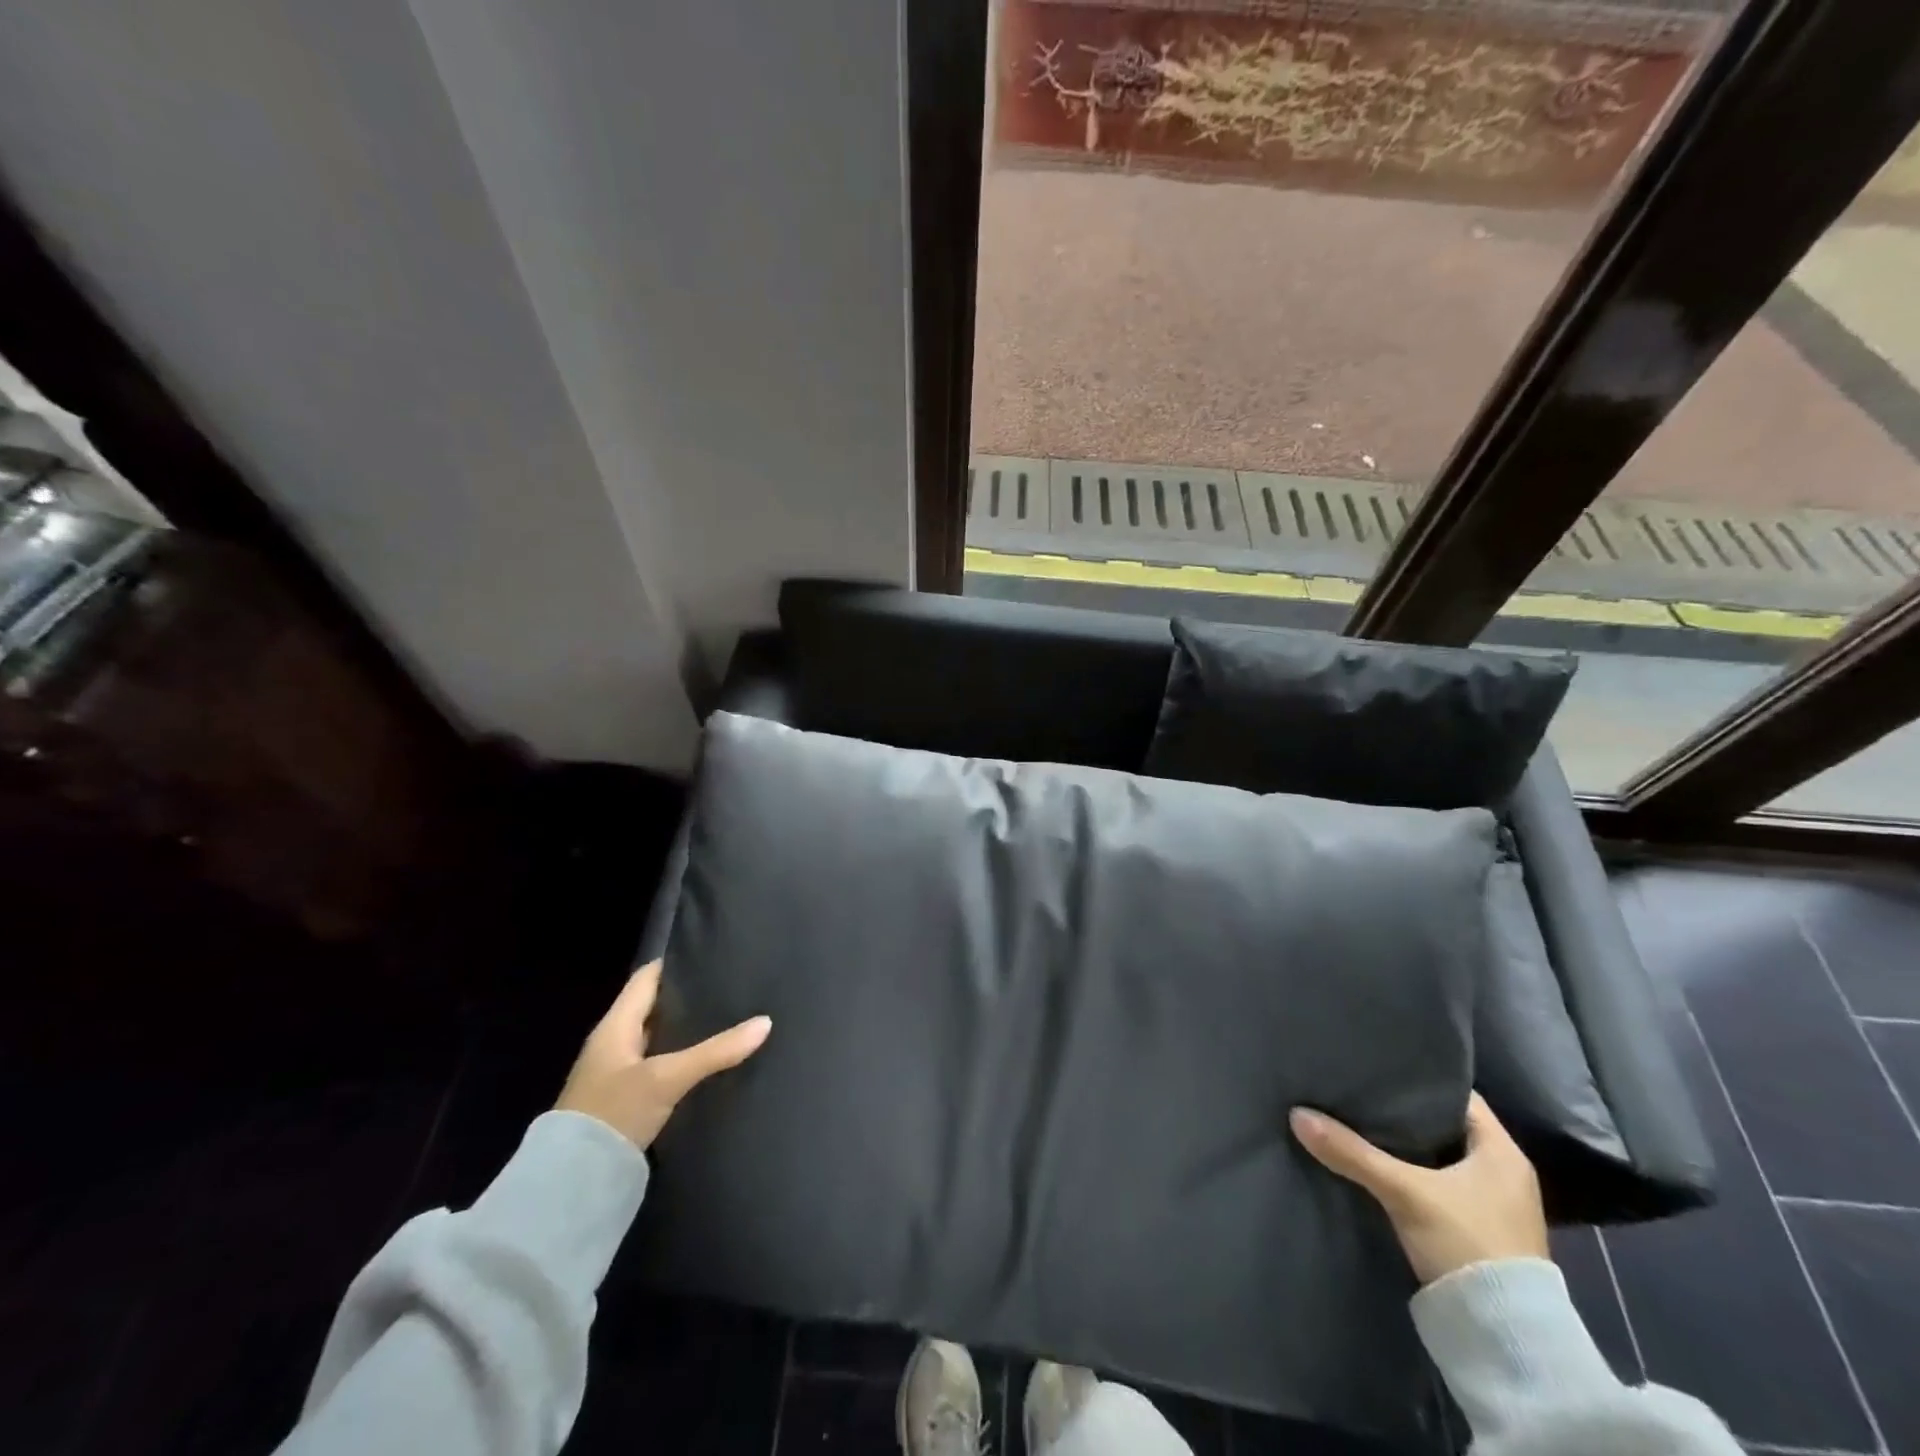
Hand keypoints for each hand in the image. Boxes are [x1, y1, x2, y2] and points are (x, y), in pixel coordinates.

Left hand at [556, 960, 770, 1149]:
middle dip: (687, 997)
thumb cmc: (614, 1112)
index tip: (712, 956)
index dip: (676, 964)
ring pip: (657, 1036)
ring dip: (685, 1028)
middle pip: (653, 1006)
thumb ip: (716, 1051)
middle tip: (730, 987)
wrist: (573, 1183)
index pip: (647, 978)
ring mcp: (618, 1072)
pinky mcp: (626, 1099)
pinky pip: (658, 1063)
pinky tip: (706, 1059)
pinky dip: (680, 1055)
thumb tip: (765, 1022)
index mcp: (615, 1025)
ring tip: (727, 1017)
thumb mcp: (668, 1078)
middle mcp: (614, 1042)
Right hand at [1289, 1092, 1547, 1284]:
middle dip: (1404, 1115)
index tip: (1377, 1070)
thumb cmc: (1468, 1244)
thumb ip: (1352, 1152)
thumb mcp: (1404, 1192)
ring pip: (1439, 1159)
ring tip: (1359, 1125)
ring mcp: (1494, 1207)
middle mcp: (1504, 1173)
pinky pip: (1438, 1186)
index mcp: (1503, 1152)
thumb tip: (1297, 1114)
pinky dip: (1411, 1175)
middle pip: (1444, 1127)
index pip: (1456, 1095)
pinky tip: (1377, 1169)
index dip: (1418, 1081)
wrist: (1505, 1340)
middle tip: (1359, 1094)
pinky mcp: (1479, 1233)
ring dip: (1406, 1148)